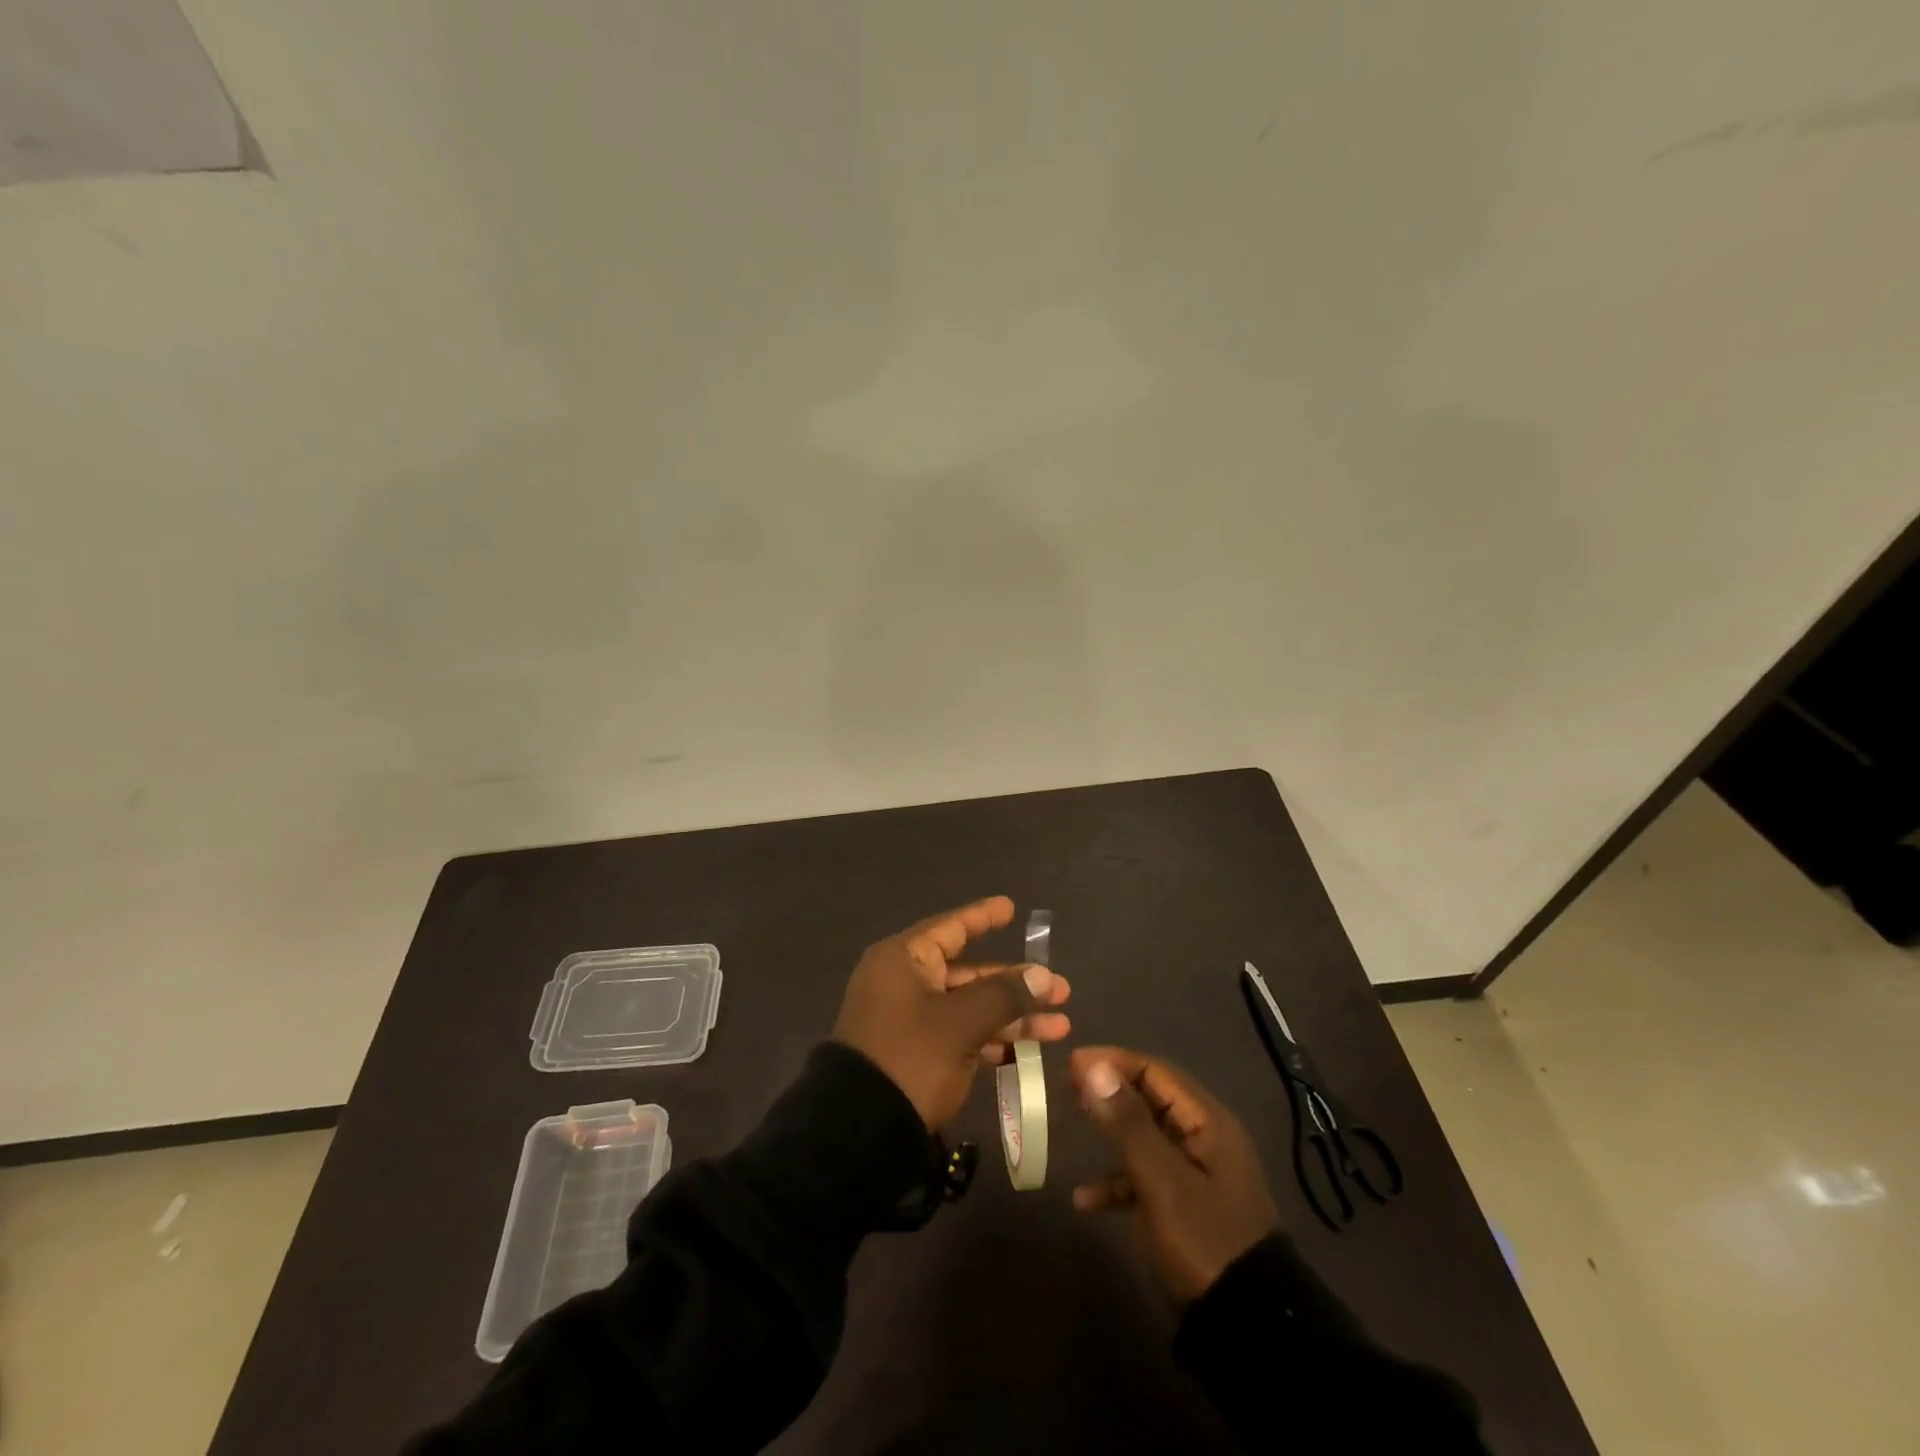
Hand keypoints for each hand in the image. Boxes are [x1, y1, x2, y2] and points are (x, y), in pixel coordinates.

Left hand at [833, 896, 1071, 1128]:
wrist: (860, 1131)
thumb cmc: (910, 1056)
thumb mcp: (961, 1023)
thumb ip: (1004, 995)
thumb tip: (1042, 975)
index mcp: (905, 960)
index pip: (951, 928)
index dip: (983, 918)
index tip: (1011, 907)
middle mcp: (906, 983)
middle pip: (969, 973)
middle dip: (1016, 982)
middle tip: (1061, 988)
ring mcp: (912, 1021)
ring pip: (971, 1007)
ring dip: (1013, 1016)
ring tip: (1061, 1024)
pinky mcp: (919, 1055)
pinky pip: (963, 1036)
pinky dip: (994, 1040)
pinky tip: (1030, 1050)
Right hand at [1071, 1047, 1279, 1303]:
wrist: (1248, 1327)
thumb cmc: (1203, 1240)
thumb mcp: (1160, 1180)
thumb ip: (1127, 1122)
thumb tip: (1093, 1067)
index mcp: (1207, 1122)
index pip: (1155, 1071)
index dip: (1113, 1061)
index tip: (1071, 1062)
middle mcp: (1205, 1138)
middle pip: (1151, 1098)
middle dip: (1110, 1090)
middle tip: (1067, 1086)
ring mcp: (1198, 1173)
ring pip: (1147, 1136)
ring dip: (1112, 1131)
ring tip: (1073, 1124)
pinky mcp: (1188, 1205)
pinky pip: (1148, 1176)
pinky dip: (1119, 1180)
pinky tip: (1086, 1200)